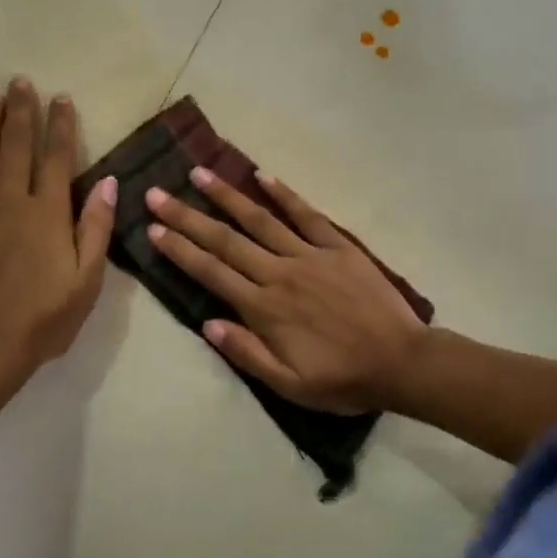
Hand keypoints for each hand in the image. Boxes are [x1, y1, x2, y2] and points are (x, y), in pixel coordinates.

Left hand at [0, 78, 116, 393]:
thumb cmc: (44, 318)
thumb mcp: (87, 280)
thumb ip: (97, 228)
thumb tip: (109, 182)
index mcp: (47, 213)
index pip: (57, 158)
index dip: (60, 126)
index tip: (61, 98)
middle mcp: (10, 203)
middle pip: (16, 148)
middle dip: (21, 113)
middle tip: (20, 81)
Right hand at [145, 169, 426, 413]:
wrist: (403, 363)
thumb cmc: (343, 379)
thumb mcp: (290, 384)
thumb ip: (247, 353)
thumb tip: (208, 324)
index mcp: (264, 308)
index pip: (211, 272)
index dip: (179, 250)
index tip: (153, 229)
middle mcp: (280, 273)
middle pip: (226, 240)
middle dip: (188, 216)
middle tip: (157, 194)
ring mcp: (310, 255)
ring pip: (260, 220)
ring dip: (227, 196)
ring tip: (199, 173)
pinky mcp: (338, 246)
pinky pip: (306, 215)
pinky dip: (284, 194)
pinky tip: (262, 176)